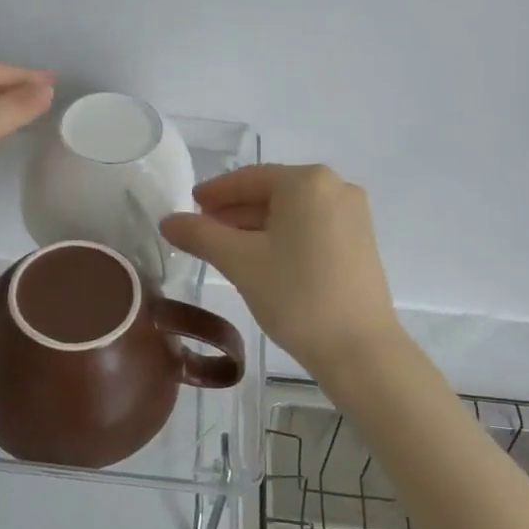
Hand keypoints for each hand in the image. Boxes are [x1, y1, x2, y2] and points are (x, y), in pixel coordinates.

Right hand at [160, 164, 402, 376]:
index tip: (189, 205)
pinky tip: (261, 257)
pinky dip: (282, 236)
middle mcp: (335, 187)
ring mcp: (352, 214)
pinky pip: (310, 226)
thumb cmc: (296, 295)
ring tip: (224, 247)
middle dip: (234, 211)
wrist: (359, 349)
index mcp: (307, 182)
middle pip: (272, 192)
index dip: (215, 192)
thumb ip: (200, 235)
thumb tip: (168, 221)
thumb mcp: (240, 262)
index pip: (249, 178)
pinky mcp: (360, 241)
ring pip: (291, 211)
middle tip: (201, 230)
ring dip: (256, 225)